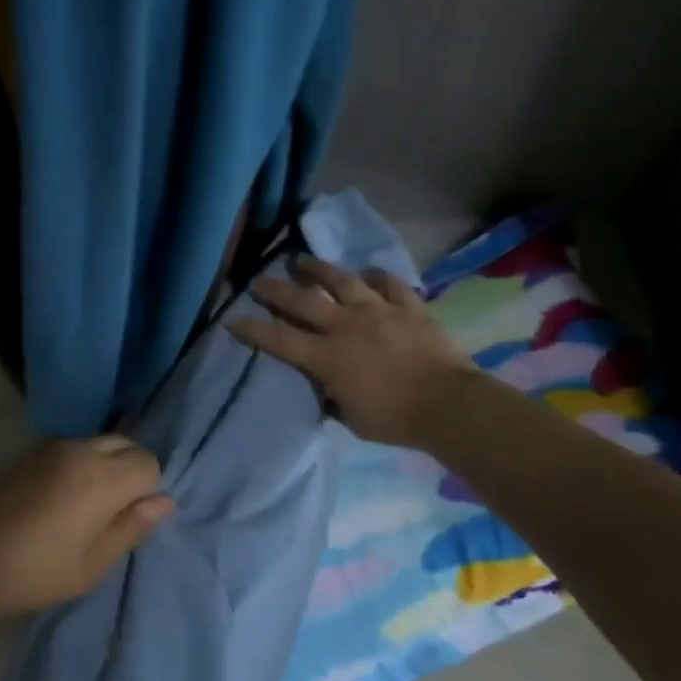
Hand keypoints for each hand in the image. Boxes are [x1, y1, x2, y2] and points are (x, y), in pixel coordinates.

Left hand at [0, 436, 172, 614]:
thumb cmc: (40, 570)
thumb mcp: (95, 563)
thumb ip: (133, 526)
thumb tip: (165, 502)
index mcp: (104, 478)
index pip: (149, 464)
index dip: (147, 490)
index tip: (128, 519)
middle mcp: (83, 451)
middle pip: (127, 444)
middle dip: (131, 470)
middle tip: (113, 511)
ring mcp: (55, 447)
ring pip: (101, 442)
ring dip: (107, 464)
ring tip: (88, 504)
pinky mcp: (34, 452)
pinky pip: (75, 447)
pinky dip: (84, 463)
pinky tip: (64, 496)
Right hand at [227, 256, 482, 448]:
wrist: (448, 404)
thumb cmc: (395, 420)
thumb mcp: (351, 418)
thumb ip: (332, 396)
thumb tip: (323, 385)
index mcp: (327, 357)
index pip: (280, 339)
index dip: (253, 329)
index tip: (233, 318)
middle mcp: (346, 326)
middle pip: (303, 301)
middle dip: (275, 290)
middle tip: (258, 280)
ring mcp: (378, 310)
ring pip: (342, 280)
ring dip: (318, 269)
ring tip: (302, 260)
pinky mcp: (408, 306)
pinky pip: (389, 283)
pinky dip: (377, 276)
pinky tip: (368, 273)